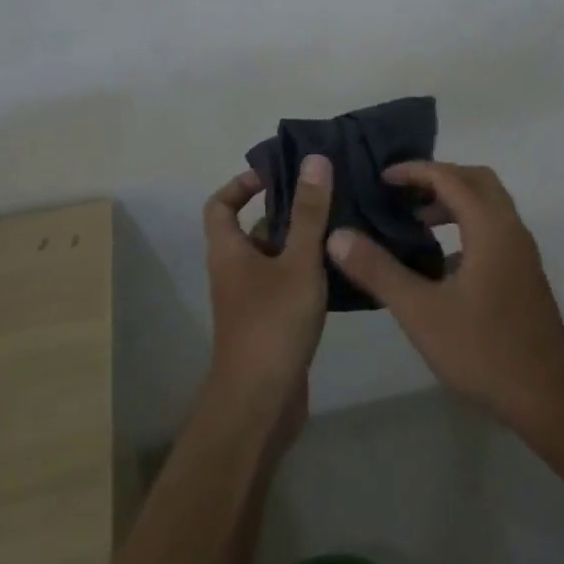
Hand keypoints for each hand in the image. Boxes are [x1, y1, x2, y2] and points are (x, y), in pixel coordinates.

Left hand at [202, 154, 333, 443]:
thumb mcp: (297, 262)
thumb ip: (309, 213)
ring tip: (343, 225)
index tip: (277, 175)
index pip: (220, 204)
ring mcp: (251, 301)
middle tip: (326, 196)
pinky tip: (343, 268)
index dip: (242, 184)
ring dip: (302, 243)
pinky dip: (309, 274)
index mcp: (228, 251)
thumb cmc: (273, 323)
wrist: (261, 403)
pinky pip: (287, 285)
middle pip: (253, 230)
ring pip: (275, 259)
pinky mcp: (271, 324)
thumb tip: (314, 160)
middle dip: (286, 211)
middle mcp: (234, 272)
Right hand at [327, 161, 563, 432]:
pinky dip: (466, 226)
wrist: (548, 397)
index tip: (382, 178)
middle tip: (401, 192)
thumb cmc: (483, 350)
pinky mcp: (524, 275)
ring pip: (489, 206)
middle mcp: (511, 230)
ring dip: (454, 202)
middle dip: (438, 178)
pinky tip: (440, 261)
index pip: (451, 178)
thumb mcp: (420, 312)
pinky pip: (493, 230)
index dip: (415, 171)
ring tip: (415, 221)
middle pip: (477, 181)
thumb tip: (336, 235)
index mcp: (490, 228)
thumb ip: (378, 270)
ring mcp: (521, 253)